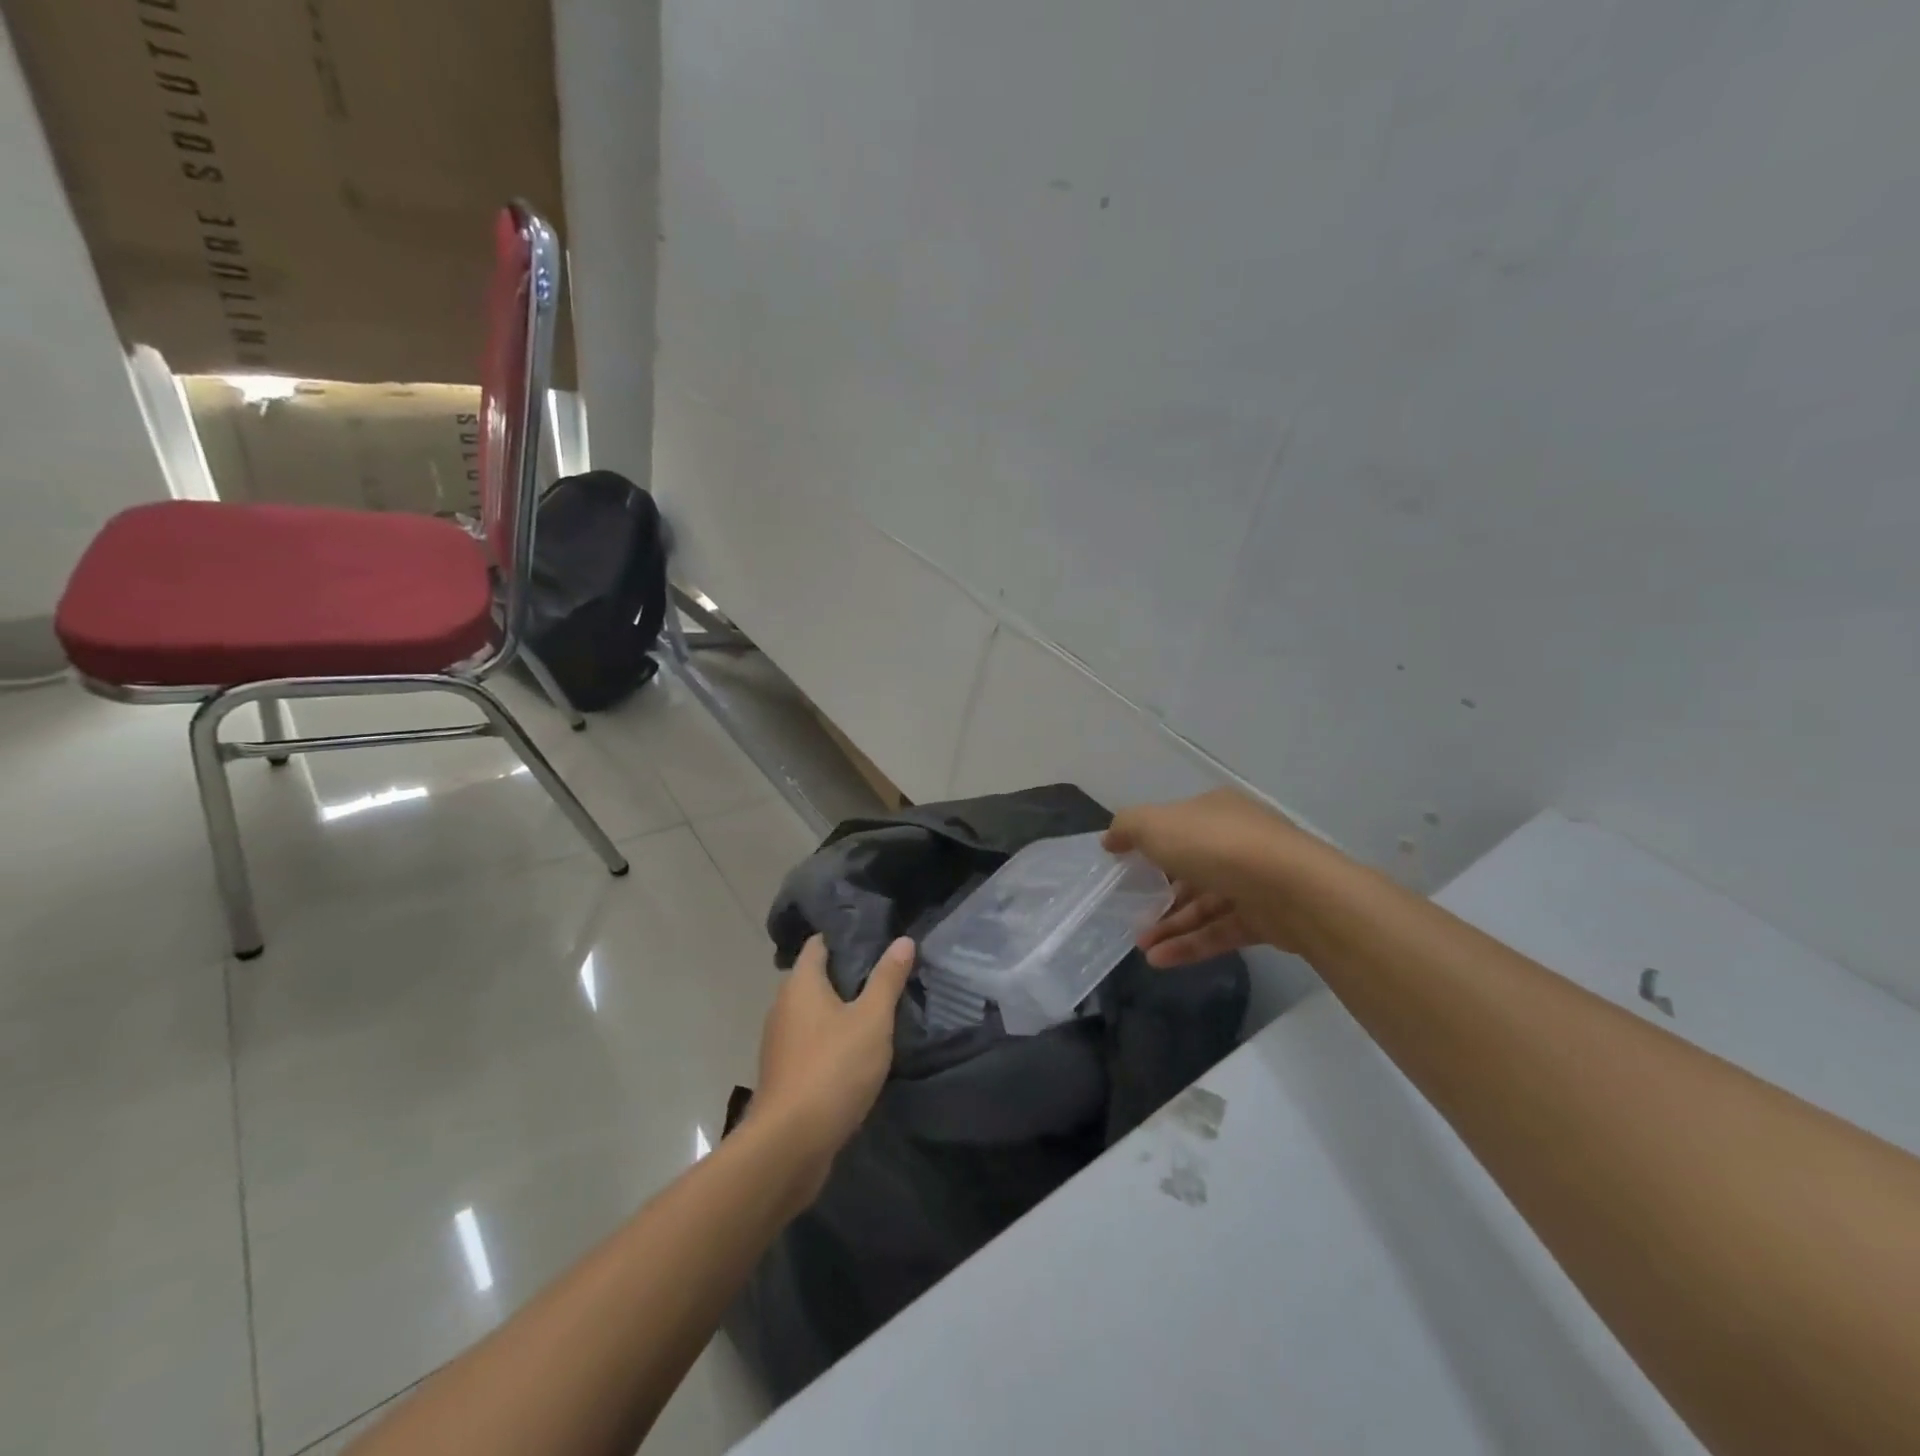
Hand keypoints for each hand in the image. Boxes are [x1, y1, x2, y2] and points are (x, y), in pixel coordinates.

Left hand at [750, 934, 914, 1192]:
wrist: (790, 1144)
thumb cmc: (833, 1068)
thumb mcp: (872, 1020)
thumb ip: (888, 979)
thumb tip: (903, 940)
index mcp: (800, 983)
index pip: (819, 943)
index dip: (845, 937)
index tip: (877, 937)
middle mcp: (783, 1006)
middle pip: (816, 977)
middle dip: (848, 974)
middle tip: (887, 972)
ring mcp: (780, 1042)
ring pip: (814, 1012)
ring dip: (841, 1010)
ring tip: (879, 1010)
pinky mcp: (785, 1073)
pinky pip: (812, 1042)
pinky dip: (832, 1039)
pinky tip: (859, 1050)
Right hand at [1102, 789, 1319, 964]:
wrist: (1291, 888)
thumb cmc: (1216, 845)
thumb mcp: (1156, 824)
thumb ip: (1128, 828)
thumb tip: (1111, 839)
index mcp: (1215, 811)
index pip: (1178, 825)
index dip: (1150, 844)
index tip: (1124, 866)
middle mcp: (1237, 841)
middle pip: (1191, 867)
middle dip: (1159, 892)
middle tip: (1131, 913)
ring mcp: (1255, 881)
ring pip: (1205, 903)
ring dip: (1171, 924)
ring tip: (1141, 947)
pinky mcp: (1267, 919)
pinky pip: (1221, 931)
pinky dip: (1191, 944)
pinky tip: (1160, 960)